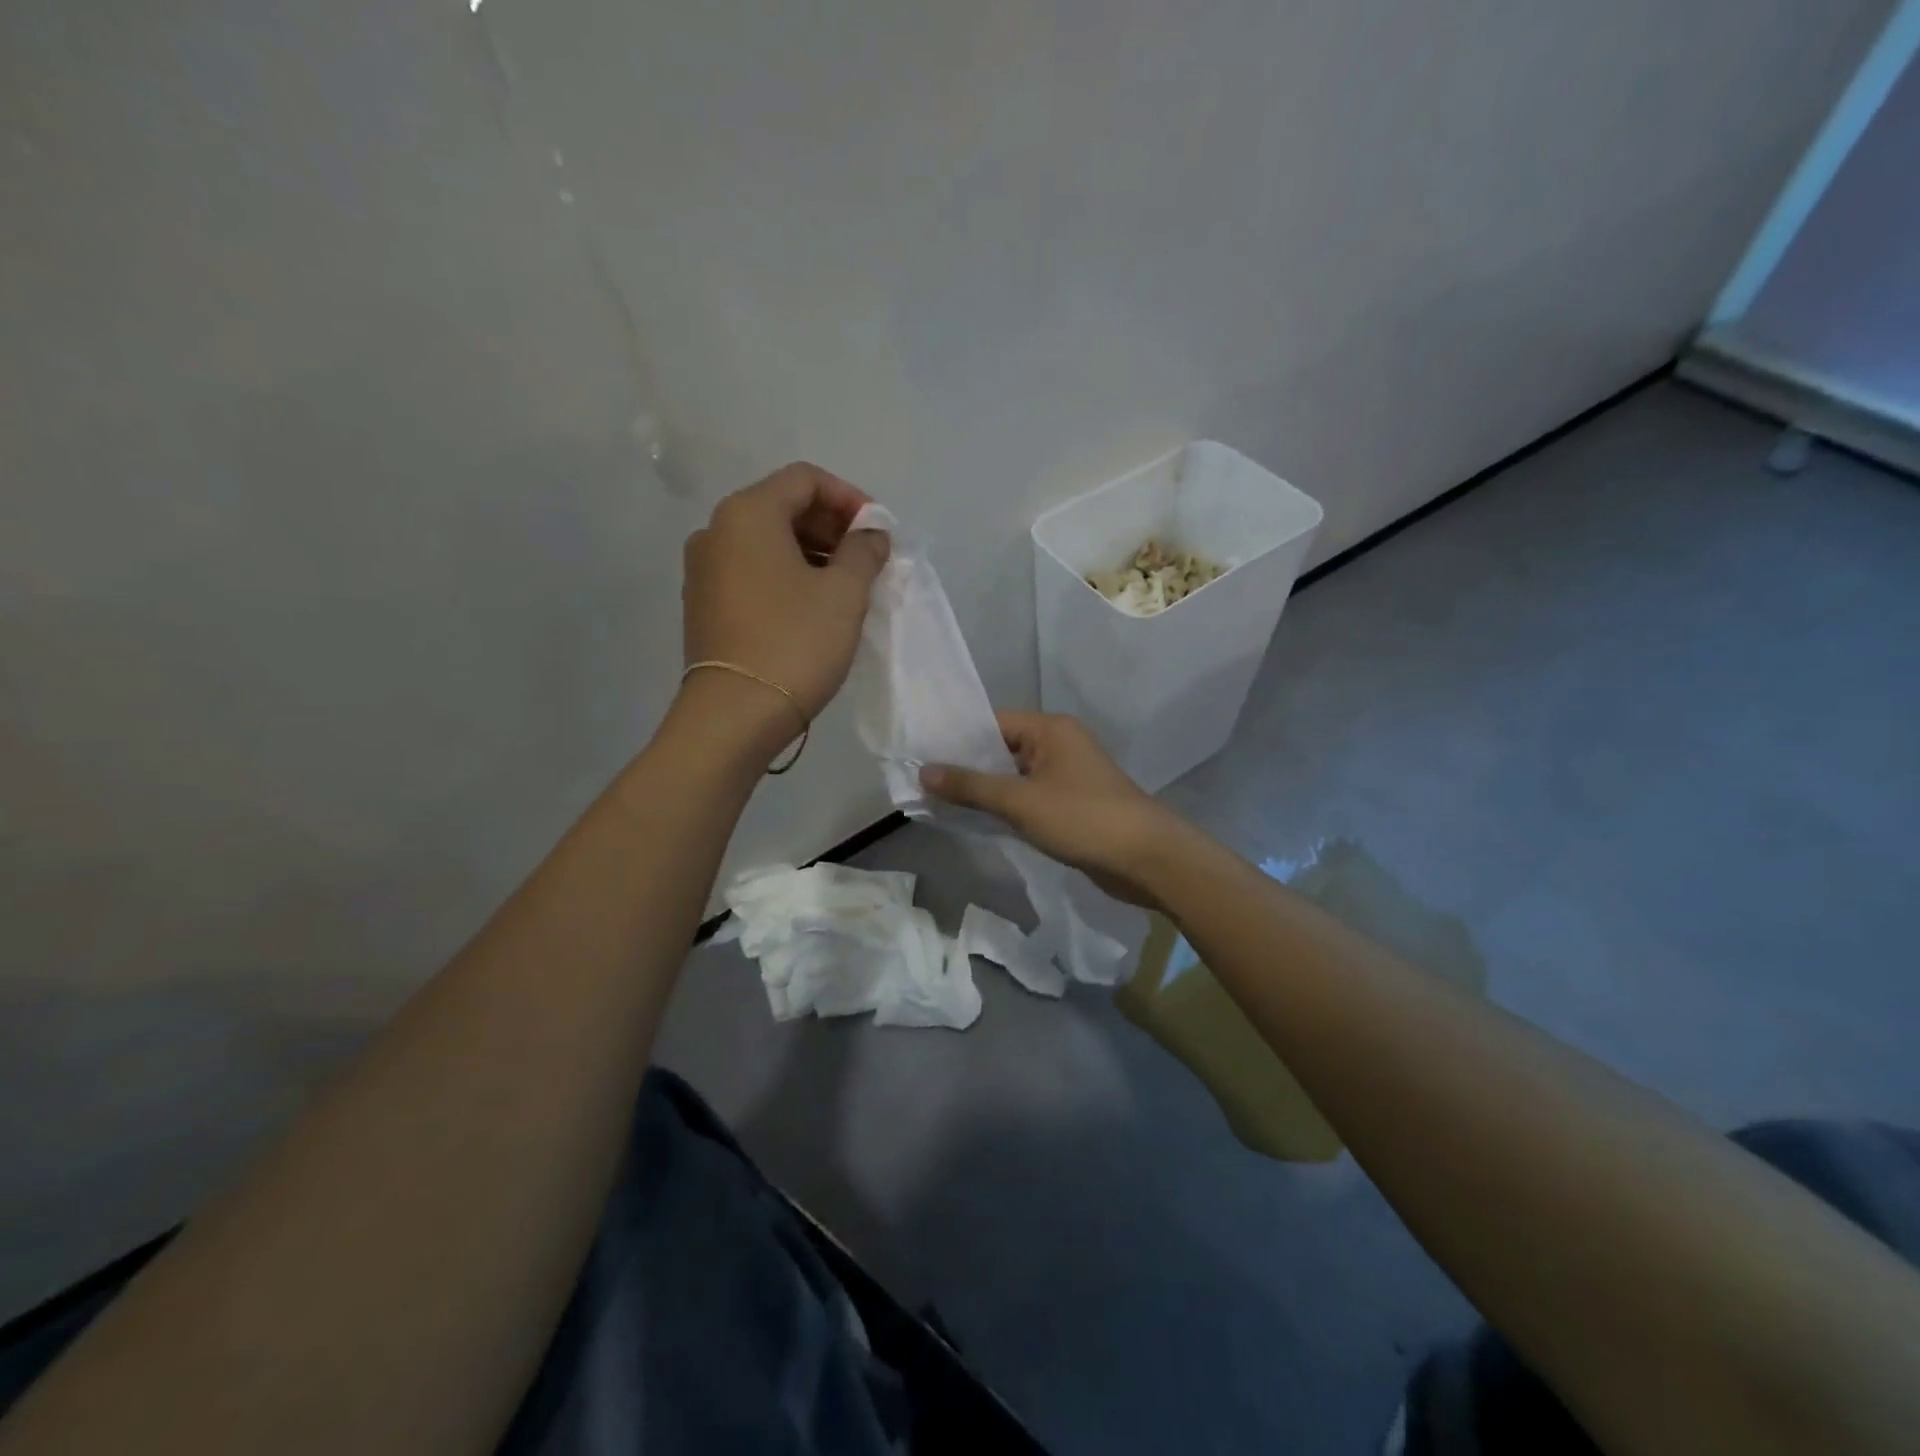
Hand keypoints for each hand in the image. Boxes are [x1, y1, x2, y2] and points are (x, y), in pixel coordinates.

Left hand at [681, 462, 889, 731]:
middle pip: (782, 507)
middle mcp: (715, 531)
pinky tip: (812, 607)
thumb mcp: (844, 592)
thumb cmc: (794, 643)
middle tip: (867, 560)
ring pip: (767, 542)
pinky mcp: (704, 605)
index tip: (878, 532)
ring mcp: (703, 570)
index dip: (849, 498)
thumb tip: (869, 534)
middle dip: (831, 527)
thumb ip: (864, 550)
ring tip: (846, 587)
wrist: (734, 715)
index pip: (805, 479)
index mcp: (747, 513)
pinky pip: (752, 572)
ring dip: (811, 553)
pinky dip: (786, 576)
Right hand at [921, 712, 1187, 907]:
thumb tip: (924, 771)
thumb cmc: (1083, 818)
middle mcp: (1058, 744)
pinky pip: (1028, 796)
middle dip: (967, 766)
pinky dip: (1006, 805)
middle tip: (923, 781)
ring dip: (985, 789)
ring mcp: (1067, 774)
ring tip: (941, 801)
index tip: (921, 754)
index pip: (992, 721)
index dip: (957, 738)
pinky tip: (978, 819)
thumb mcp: (1020, 801)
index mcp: (1050, 729)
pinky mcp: (1071, 803)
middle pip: (1001, 747)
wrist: (1146, 859)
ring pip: (1014, 775)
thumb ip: (971, 786)